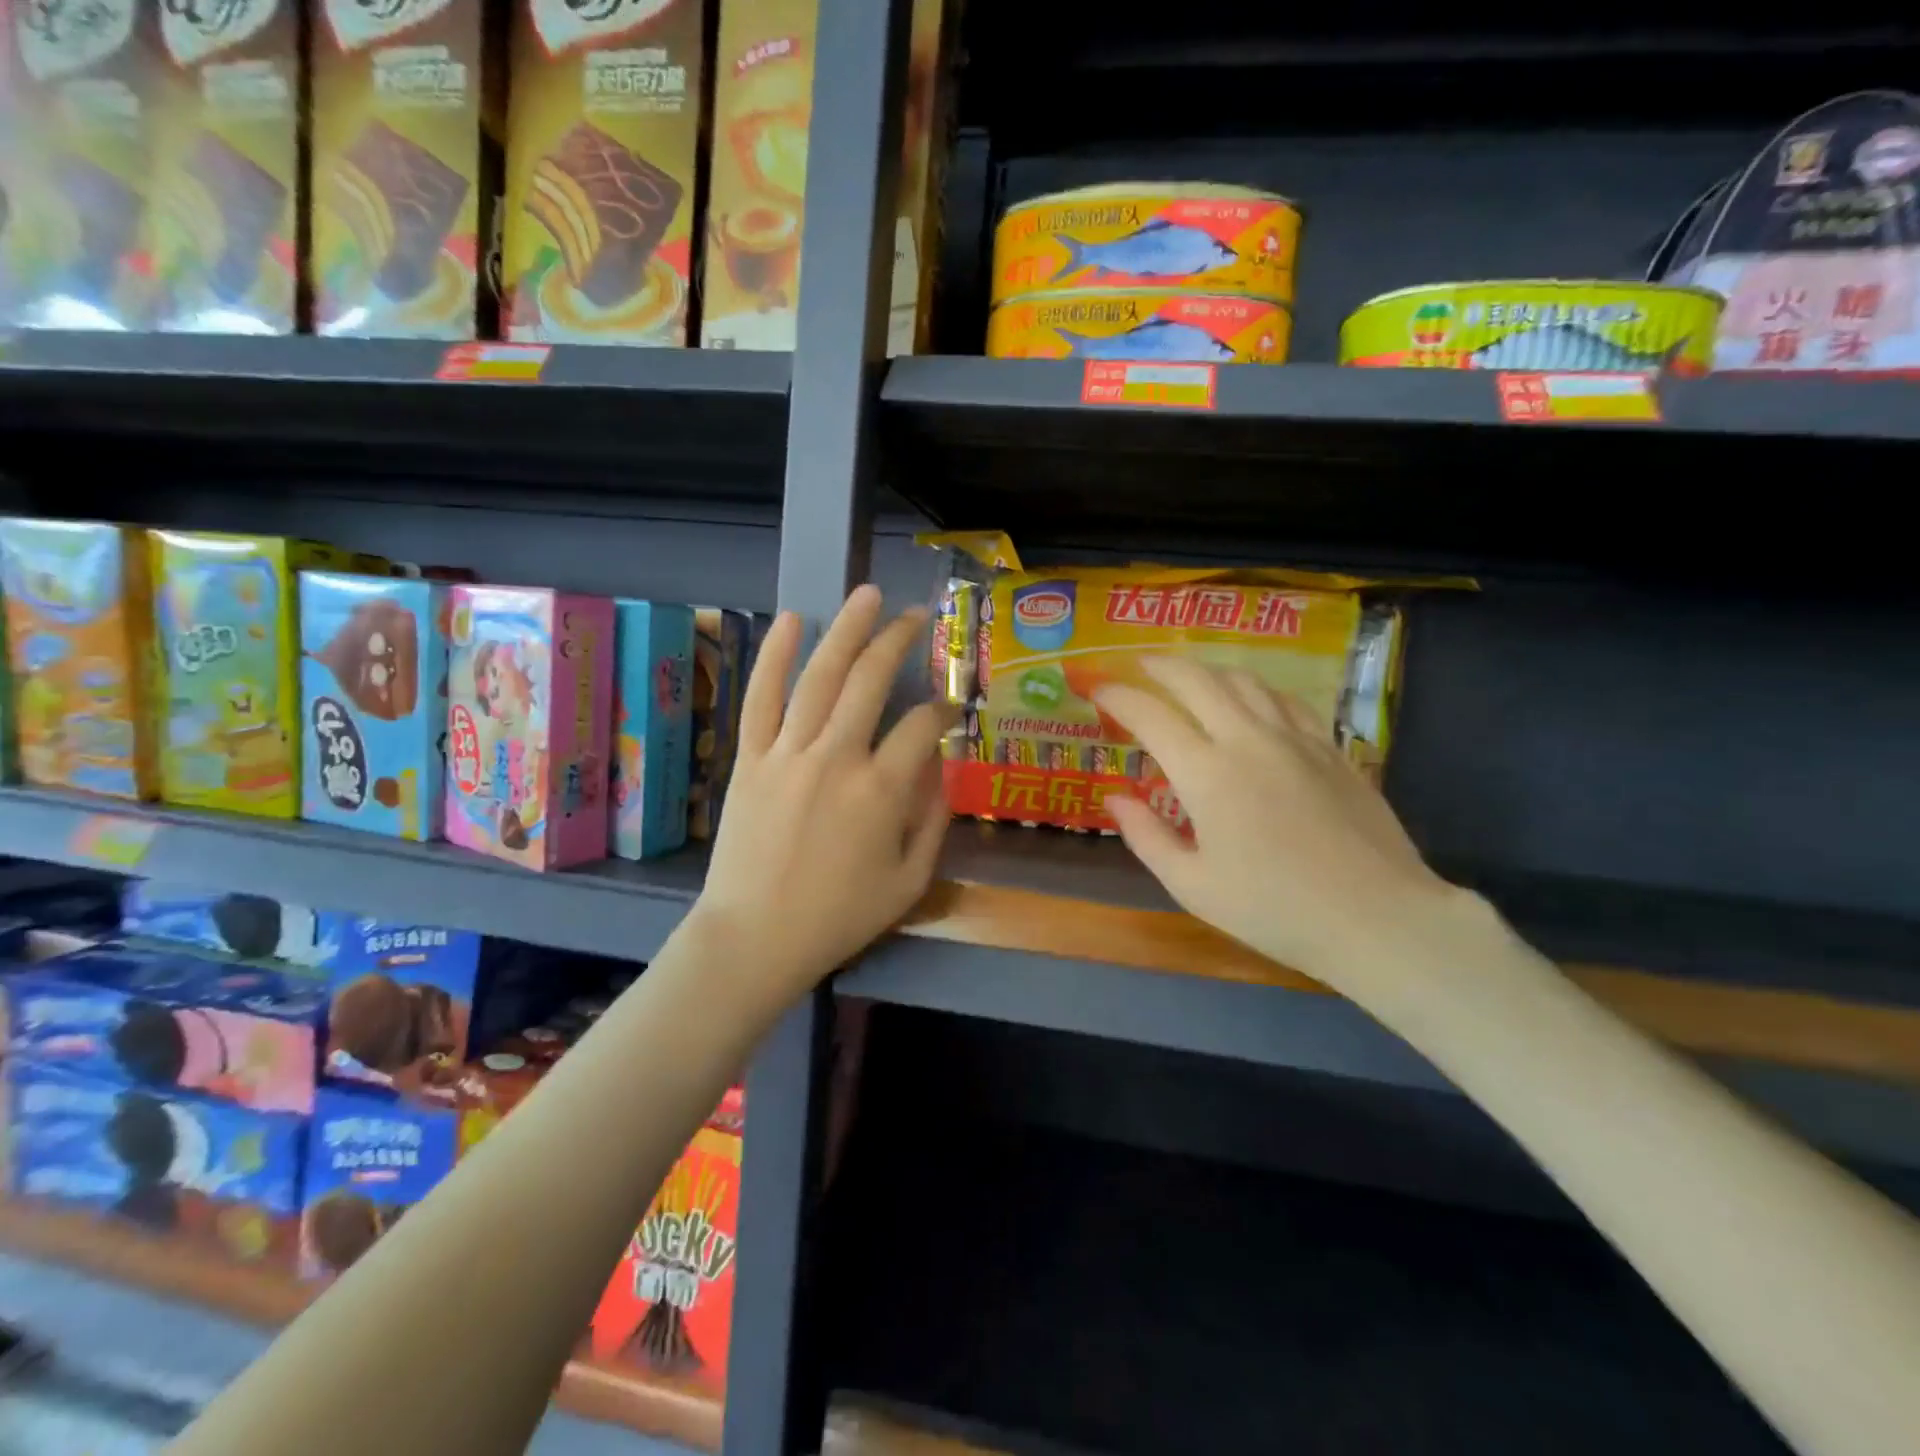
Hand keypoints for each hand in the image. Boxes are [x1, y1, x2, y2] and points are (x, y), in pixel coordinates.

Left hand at [690, 586, 953, 1000]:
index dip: (943, 710)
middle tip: (915, 616)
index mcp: (881, 792)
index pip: (921, 727)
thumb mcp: (909, 882)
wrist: (755, 938)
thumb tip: (944, 768)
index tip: (950, 707)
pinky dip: (774, 655)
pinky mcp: (750, 758)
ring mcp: (788, 753)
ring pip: (820, 677)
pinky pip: (761, 697)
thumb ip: (934, 821)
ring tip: (866, 594)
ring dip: (846, 630)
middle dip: (898, 641)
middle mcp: (837, 758)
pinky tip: (792, 620)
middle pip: (871, 681)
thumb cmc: (838, 917)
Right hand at [1095, 658, 1465, 1001]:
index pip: (1150, 716)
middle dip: (1160, 666)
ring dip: (1207, 670)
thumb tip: (1115, 799)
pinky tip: (1251, 700)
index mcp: (1207, 774)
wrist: (1376, 917)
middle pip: (1198, 680)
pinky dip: (1255, 689)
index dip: (1118, 697)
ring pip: (1244, 681)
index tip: (1096, 690)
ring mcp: (1295, 738)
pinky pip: (1285, 700)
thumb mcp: (1193, 885)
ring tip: (1189, 677)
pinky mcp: (1330, 748)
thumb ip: (1147, 837)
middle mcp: (1248, 740)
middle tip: (1138, 665)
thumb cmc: (1274, 909)